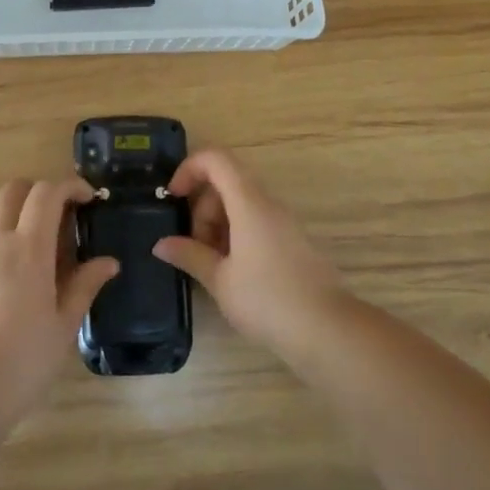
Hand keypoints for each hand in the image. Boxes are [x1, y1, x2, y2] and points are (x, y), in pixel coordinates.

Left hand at [0, 178, 120, 418]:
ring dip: (7, 201)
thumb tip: (108, 262)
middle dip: (39, 190)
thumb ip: (84, 286)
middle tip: (58, 212)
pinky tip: (0, 259)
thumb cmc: (22, 361)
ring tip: (24, 224)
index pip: (47, 194)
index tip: (88, 198)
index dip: (70, 186)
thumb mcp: (64, 326)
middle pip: (13, 190)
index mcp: (29, 249)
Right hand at [153, 149, 345, 357]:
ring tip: (212, 266)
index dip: (189, 168)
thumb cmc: (267, 300)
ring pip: (241, 205)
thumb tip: (162, 244)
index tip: (173, 198)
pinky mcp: (293, 241)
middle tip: (194, 248)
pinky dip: (237, 236)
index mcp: (249, 203)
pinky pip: (257, 223)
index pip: (216, 159)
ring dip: (218, 225)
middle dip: (202, 208)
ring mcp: (284, 222)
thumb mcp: (220, 280)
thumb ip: (189, 255)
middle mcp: (269, 204)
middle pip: (226, 183)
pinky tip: (233, 273)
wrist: (327, 330)